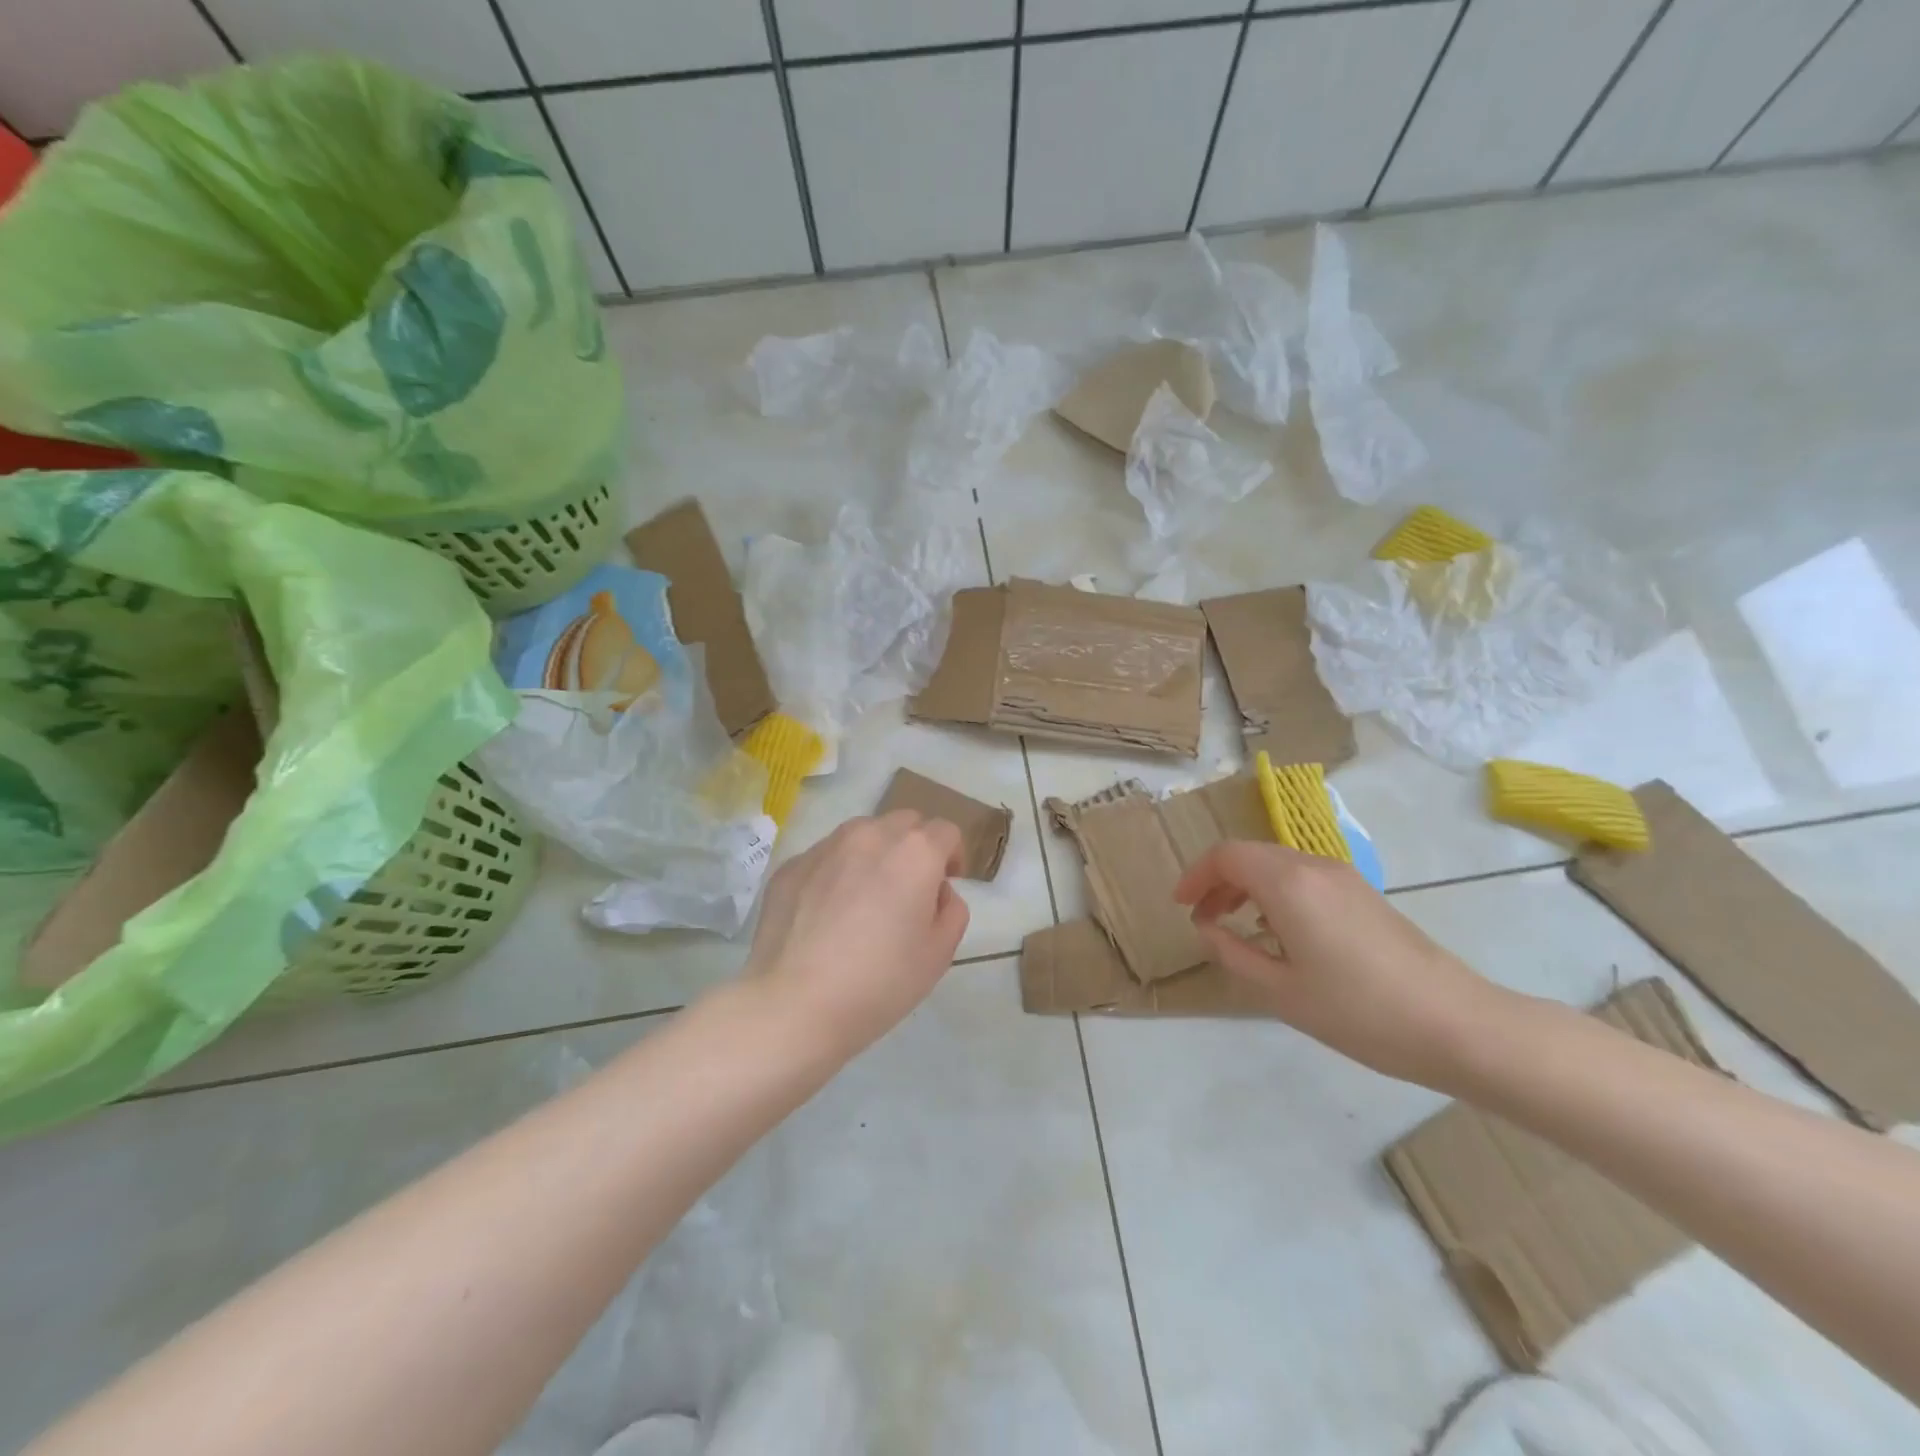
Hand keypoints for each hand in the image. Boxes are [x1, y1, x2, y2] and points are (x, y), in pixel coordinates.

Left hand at [746, 811, 969, 1057]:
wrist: (795, 1004)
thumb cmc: (880, 982)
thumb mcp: (939, 954)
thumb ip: (951, 910)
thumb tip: (937, 891)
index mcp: (914, 852)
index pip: (946, 831)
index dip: (953, 855)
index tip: (946, 883)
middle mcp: (870, 835)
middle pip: (904, 823)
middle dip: (915, 846)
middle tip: (909, 889)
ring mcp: (825, 847)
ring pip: (862, 834)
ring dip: (874, 853)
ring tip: (865, 897)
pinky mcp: (791, 865)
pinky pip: (826, 857)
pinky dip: (836, 872)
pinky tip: (827, 914)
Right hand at [1174, 841, 1506, 1089]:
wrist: (1456, 1024)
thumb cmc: (1359, 1011)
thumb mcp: (1280, 991)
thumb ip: (1233, 953)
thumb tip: (1206, 929)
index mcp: (1288, 883)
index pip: (1226, 855)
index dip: (1196, 875)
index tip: (1181, 906)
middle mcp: (1314, 866)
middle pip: (1250, 854)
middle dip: (1218, 880)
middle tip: (1202, 918)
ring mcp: (1343, 877)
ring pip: (1277, 863)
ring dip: (1247, 885)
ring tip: (1235, 925)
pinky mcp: (1363, 893)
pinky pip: (1303, 876)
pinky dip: (1276, 891)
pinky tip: (1280, 932)